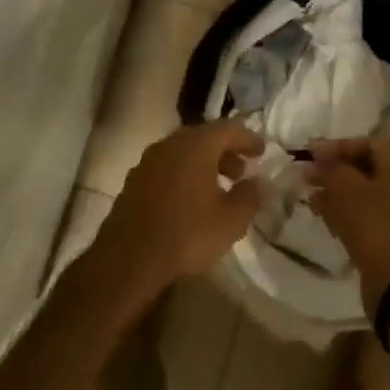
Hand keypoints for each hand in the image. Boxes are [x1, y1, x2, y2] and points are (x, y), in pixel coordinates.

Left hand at [95, 120, 262, 303]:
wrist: (127, 261)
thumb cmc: (186, 235)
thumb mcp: (230, 221)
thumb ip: (249, 197)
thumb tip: (258, 183)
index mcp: (196, 145)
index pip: (229, 128)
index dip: (248, 138)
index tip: (261, 151)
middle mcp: (171, 144)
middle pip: (204, 137)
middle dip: (226, 152)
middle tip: (241, 172)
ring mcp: (148, 161)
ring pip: (184, 152)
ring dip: (204, 164)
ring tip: (218, 189)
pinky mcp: (134, 181)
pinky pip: (167, 168)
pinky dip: (184, 175)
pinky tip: (190, 201)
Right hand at [306, 138, 389, 314]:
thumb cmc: (373, 224)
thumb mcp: (346, 189)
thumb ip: (330, 168)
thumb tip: (318, 160)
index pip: (366, 143)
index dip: (336, 147)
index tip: (310, 155)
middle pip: (366, 167)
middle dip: (334, 171)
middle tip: (307, 177)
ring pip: (366, 192)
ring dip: (338, 192)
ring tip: (311, 198)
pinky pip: (371, 214)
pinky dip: (348, 211)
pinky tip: (325, 218)